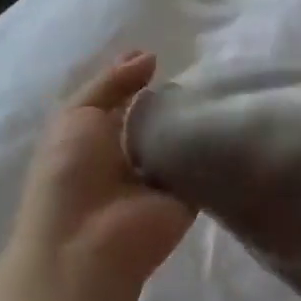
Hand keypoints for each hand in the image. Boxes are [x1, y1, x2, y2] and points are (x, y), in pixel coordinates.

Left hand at [0, 51, 196, 300]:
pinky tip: (231, 115)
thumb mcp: (76, 114)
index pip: (120, 98)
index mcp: (93, 137)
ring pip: (180, 136)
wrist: (87, 246)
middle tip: (199, 66)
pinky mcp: (187, 195)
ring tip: (219, 84)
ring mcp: (158, 177)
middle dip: (171, 94)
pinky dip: (214, 143)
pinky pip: (204, 161)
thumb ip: (111, 82)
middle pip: (153, 115)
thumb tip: (149, 55)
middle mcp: (126, 154)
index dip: (135, 75)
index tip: (159, 54)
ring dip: (194, 115)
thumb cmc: (69, 173)